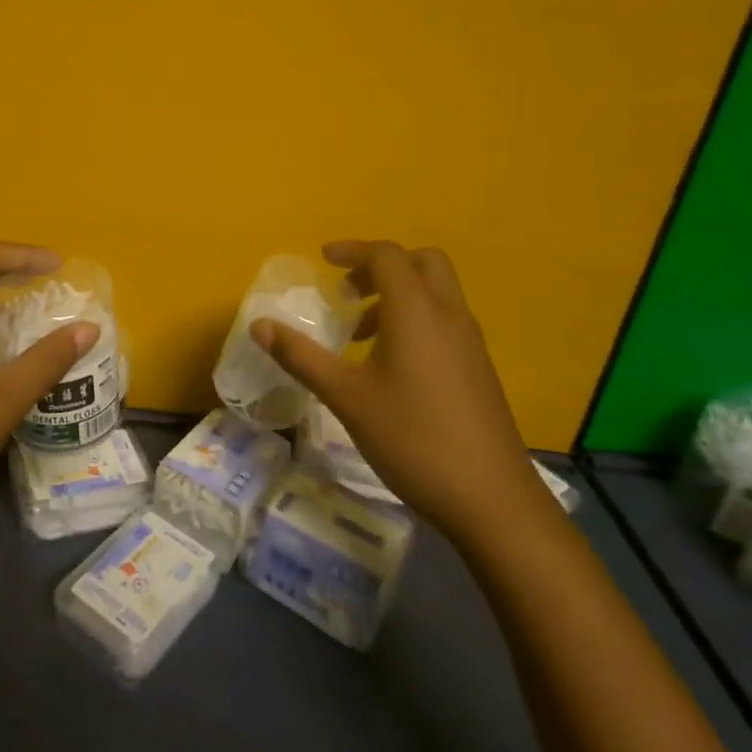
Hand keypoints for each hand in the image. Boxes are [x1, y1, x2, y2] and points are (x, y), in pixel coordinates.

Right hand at [253, 240, 549, 548]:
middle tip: (348, 292)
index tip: (324, 260)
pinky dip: (416, 320)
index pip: (387, 256)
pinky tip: (391, 366)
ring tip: (360, 334)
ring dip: (398, 295)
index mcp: (416, 312)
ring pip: (436, 292)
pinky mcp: (479, 369)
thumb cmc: (413, 439)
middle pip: (422, 262)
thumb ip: (301, 357)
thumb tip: (259, 326)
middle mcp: (448, 315)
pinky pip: (445, 320)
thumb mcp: (346, 398)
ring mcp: (470, 343)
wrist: (492, 500)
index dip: (353, 250)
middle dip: (381, 266)